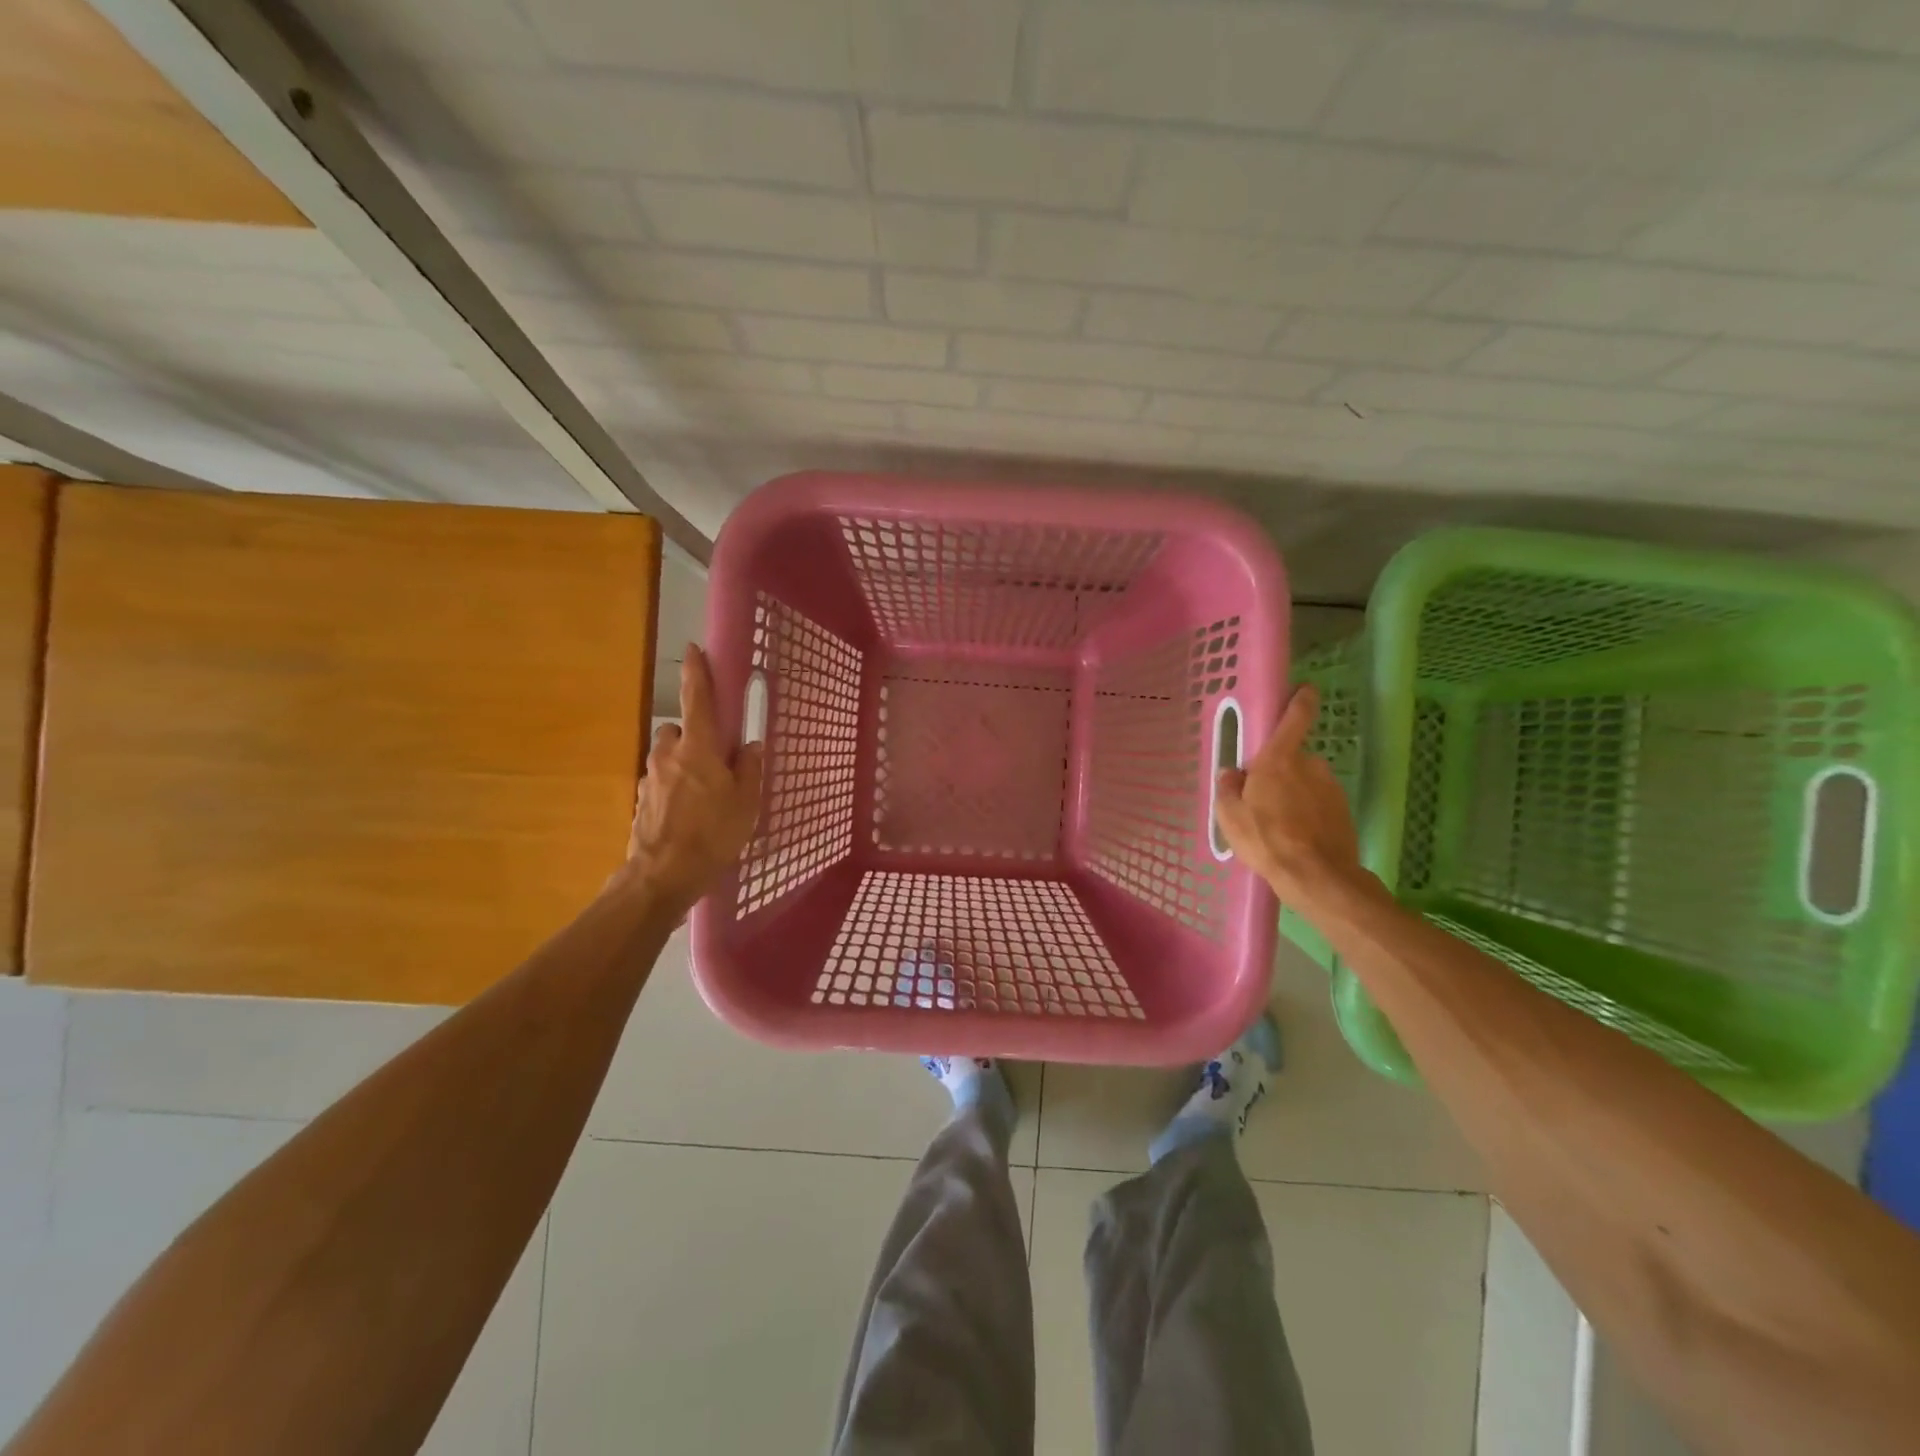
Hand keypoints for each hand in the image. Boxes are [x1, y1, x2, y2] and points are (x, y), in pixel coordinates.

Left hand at [621, 644, 764, 913]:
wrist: (662, 876)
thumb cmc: (713, 834)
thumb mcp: (746, 803)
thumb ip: (749, 769)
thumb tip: (751, 746)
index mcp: (699, 748)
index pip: (698, 699)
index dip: (698, 672)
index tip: (694, 649)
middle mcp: (669, 755)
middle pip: (676, 729)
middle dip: (691, 736)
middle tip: (713, 759)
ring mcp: (650, 778)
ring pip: (666, 757)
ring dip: (680, 763)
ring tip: (701, 793)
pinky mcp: (640, 801)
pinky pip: (660, 783)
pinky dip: (672, 789)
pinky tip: (686, 815)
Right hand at [1214, 684, 1369, 917]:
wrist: (1316, 877)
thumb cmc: (1265, 839)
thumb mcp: (1229, 816)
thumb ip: (1228, 789)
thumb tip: (1232, 774)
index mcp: (1279, 759)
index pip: (1295, 717)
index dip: (1300, 700)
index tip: (1305, 689)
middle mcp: (1310, 765)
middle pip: (1293, 759)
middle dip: (1280, 773)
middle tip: (1262, 799)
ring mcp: (1330, 788)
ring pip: (1307, 783)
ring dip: (1294, 795)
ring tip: (1278, 826)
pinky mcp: (1343, 811)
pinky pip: (1319, 804)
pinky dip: (1308, 814)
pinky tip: (1296, 837)